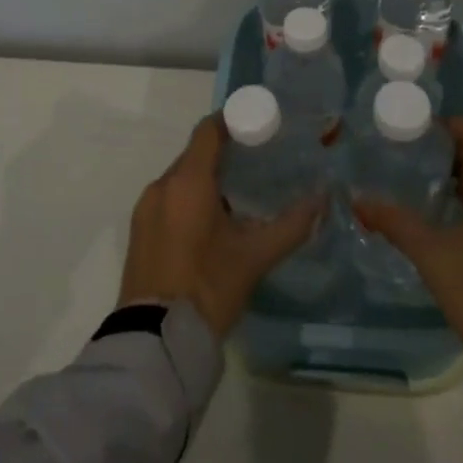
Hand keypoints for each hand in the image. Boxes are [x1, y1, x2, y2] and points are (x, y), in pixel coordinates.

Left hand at [118, 115, 322, 336]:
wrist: (154, 341)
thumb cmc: (208, 288)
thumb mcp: (255, 257)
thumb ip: (292, 224)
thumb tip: (323, 199)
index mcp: (187, 182)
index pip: (209, 131)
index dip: (233, 121)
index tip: (259, 125)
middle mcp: (161, 186)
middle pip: (195, 154)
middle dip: (225, 153)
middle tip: (259, 162)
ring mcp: (145, 209)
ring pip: (181, 179)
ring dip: (207, 179)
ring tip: (240, 195)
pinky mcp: (139, 231)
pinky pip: (168, 199)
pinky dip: (190, 199)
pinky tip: (213, 222)